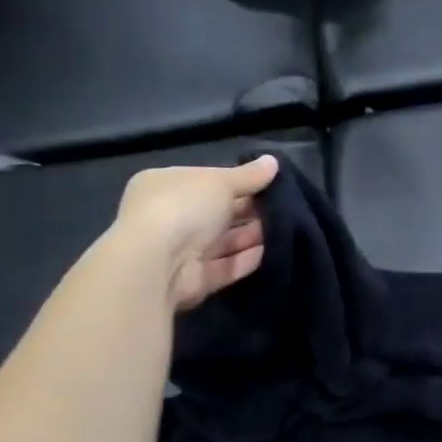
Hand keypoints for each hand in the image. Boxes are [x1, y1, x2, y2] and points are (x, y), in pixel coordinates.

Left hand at [113, 155, 278, 309]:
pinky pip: (224, 267)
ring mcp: (178, 251)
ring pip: (221, 241)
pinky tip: (271, 251)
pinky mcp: (192, 280)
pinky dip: (245, 260)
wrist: (158, 263)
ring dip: (250, 235)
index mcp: (164, 185)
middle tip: (281, 205)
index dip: (234, 180)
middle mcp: (168, 217)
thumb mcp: (220, 181)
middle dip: (246, 209)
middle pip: (214, 212)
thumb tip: (273, 161)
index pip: (204, 180)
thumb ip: (248, 175)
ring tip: (284, 227)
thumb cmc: (184, 206)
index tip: (266, 181)